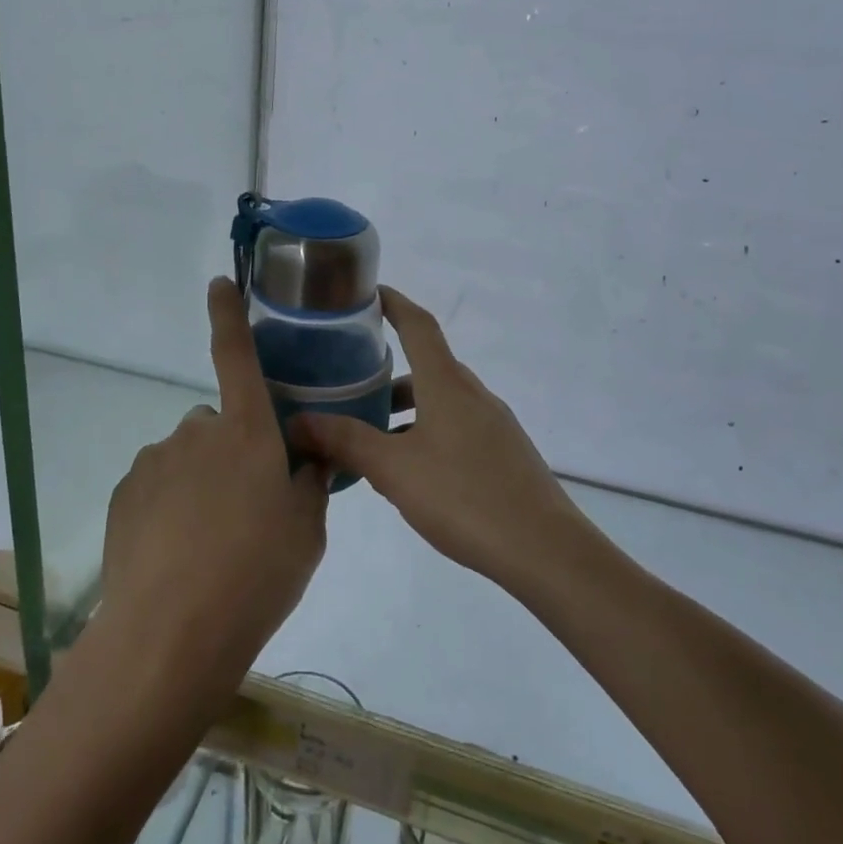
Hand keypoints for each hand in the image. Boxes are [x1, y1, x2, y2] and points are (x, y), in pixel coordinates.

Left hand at [98, 278, 329, 677]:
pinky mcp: (124, 493)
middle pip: (218, 424)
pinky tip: (176, 552)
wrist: (173, 632)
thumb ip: (310, 481)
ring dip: (199, 482)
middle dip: (232, 450)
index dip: (228, 314)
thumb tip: (310, 455)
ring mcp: (154, 460)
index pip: (235, 354)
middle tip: (246, 507)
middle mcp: (196, 431)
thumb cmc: (257, 573)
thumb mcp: (307, 530)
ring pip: (186, 458)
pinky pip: (156, 485)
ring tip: (210, 541)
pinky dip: (168, 505)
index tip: (218, 283)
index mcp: (246, 430)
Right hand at [290, 286, 582, 594]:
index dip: (393, 303)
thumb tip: (297, 421)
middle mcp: (473, 395)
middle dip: (388, 373)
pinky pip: (456, 428)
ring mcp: (494, 425)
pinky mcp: (504, 454)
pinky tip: (410, 473)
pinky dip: (426, 434)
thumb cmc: (464, 497)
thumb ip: (345, 442)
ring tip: (370, 439)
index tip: (367, 293)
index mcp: (447, 385)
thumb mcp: (394, 470)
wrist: (545, 550)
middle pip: (427, 367)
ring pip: (441, 402)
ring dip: (406, 411)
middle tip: (349, 386)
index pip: (418, 325)